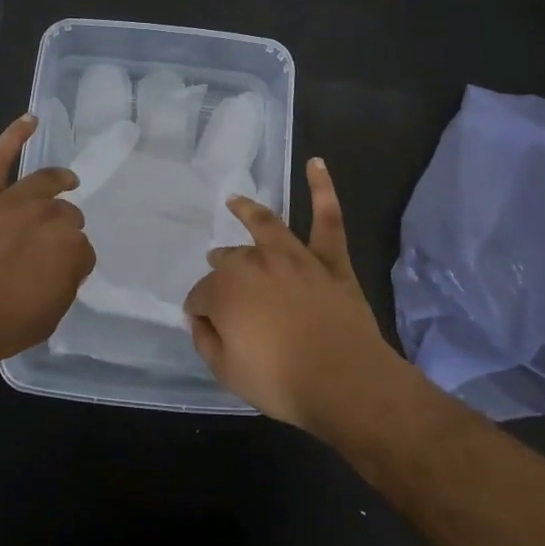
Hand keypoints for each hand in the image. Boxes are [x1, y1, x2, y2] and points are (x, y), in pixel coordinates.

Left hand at [0, 114, 94, 372]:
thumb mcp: (45, 320)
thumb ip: (62, 288)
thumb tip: (63, 269)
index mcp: (69, 250)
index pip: (83, 252)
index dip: (73, 264)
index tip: (61, 275)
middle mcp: (47, 217)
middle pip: (67, 216)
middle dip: (64, 229)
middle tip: (50, 247)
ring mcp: (12, 200)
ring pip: (45, 184)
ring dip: (60, 181)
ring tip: (68, 180)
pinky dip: (14, 135)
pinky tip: (29, 120)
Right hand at [183, 158, 402, 432]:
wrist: (345, 382)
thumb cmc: (280, 381)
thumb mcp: (226, 371)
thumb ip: (206, 340)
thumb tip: (200, 318)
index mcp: (225, 290)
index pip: (202, 296)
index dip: (201, 311)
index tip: (205, 325)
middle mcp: (255, 264)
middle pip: (230, 261)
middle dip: (220, 268)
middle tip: (216, 273)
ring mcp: (295, 258)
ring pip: (267, 226)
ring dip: (248, 211)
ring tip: (235, 202)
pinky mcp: (330, 261)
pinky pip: (328, 220)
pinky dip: (323, 190)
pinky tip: (317, 163)